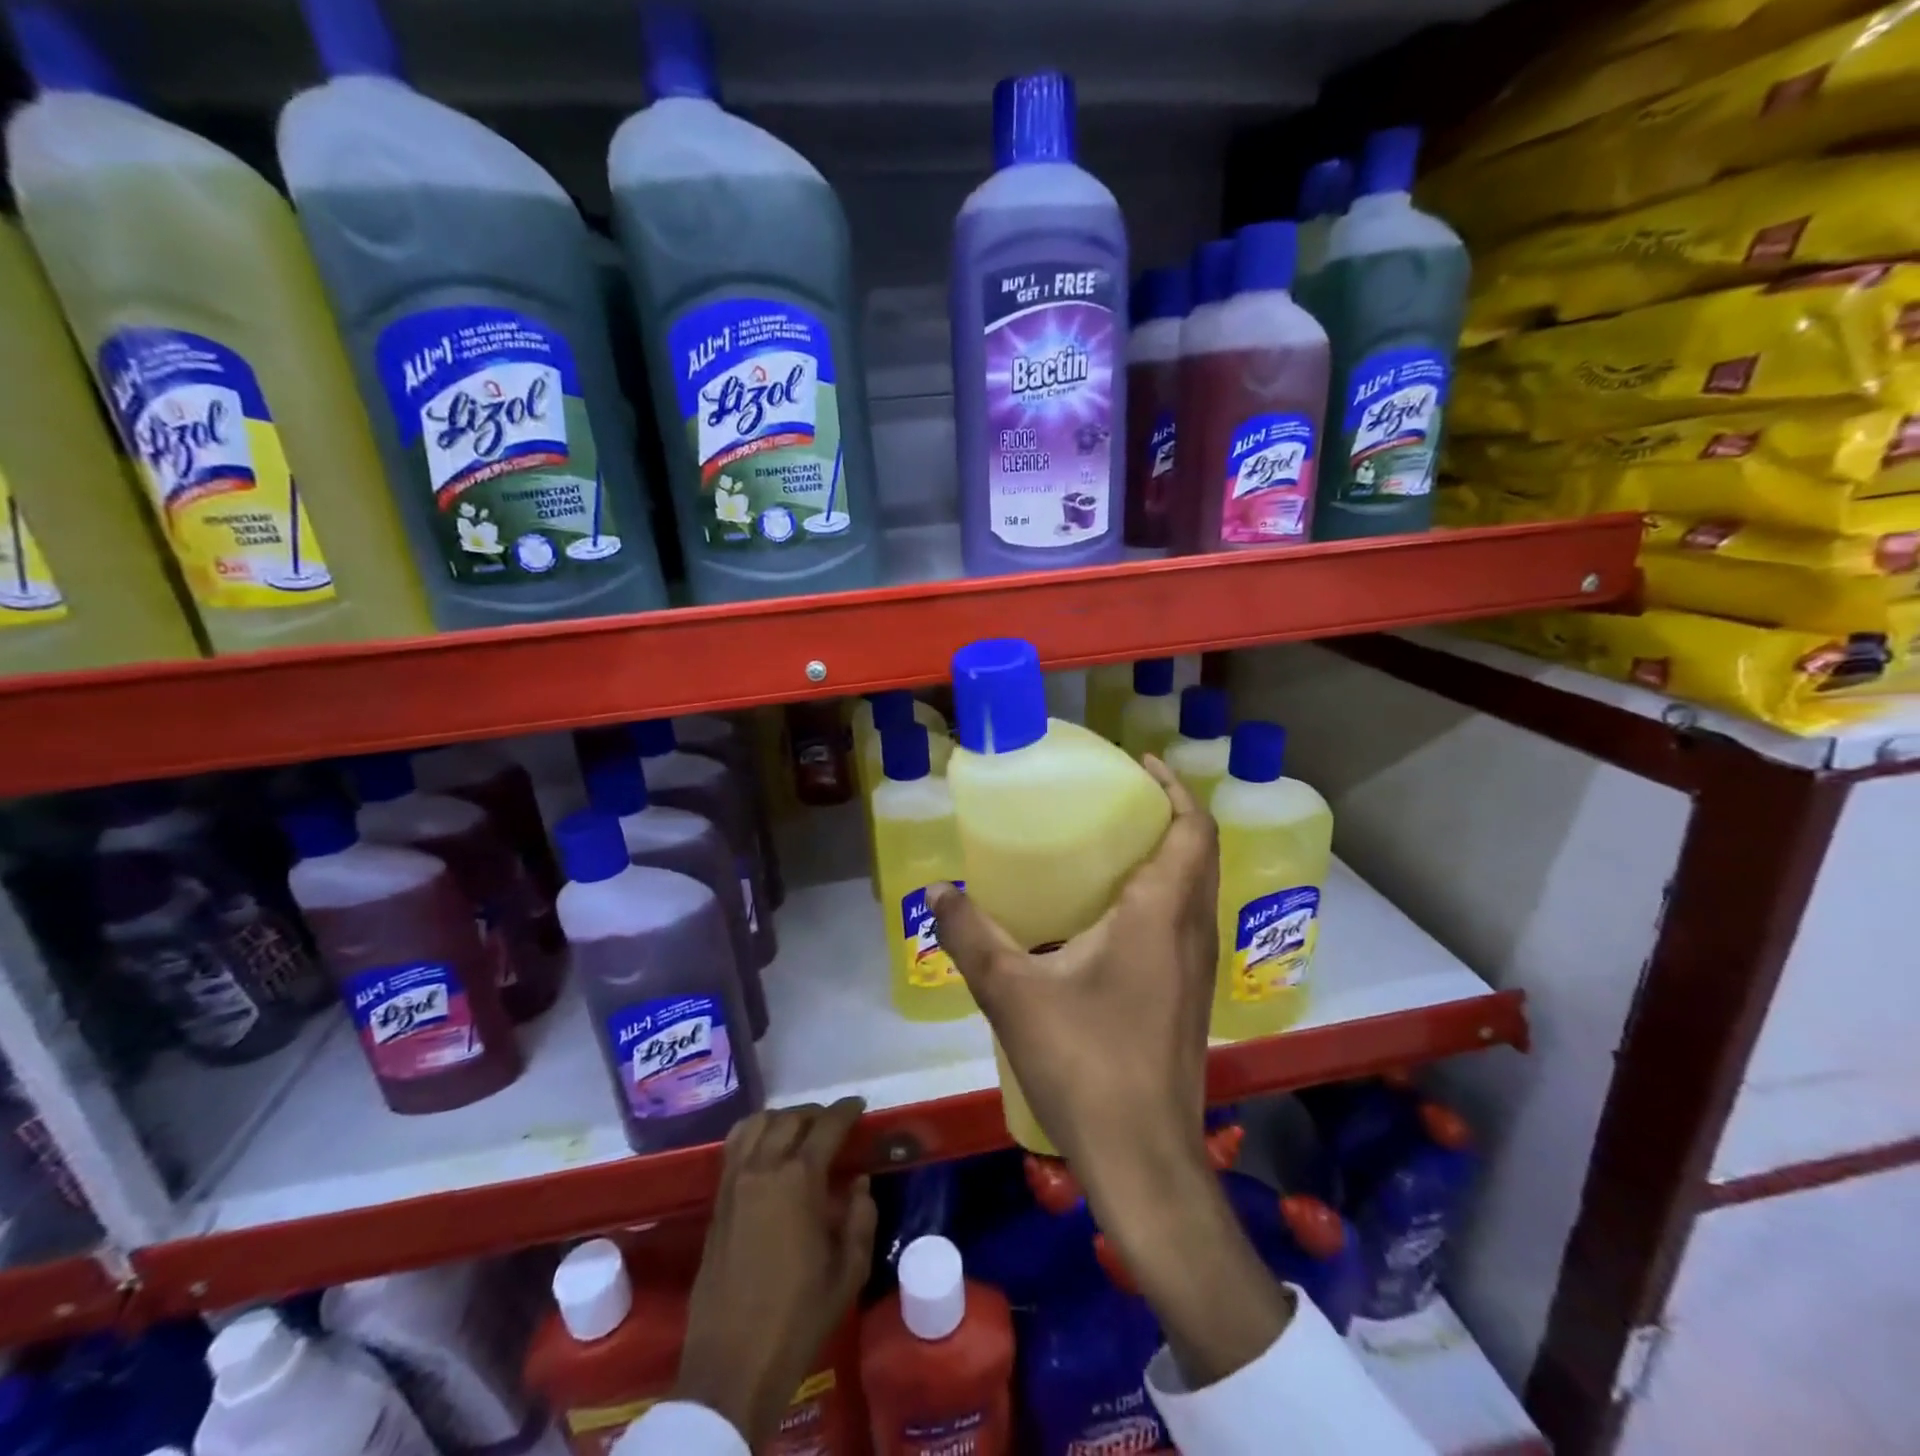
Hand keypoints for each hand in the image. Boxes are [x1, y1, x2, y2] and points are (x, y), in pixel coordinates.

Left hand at [674, 1100, 877, 1446]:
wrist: (733, 1365)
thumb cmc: (799, 1318)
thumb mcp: (848, 1273)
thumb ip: (861, 1219)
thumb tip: (859, 1184)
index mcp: (800, 1180)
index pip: (827, 1126)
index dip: (846, 1111)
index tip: (860, 1106)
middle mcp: (764, 1168)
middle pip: (791, 1118)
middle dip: (816, 1115)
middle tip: (833, 1126)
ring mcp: (735, 1182)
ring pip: (758, 1123)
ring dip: (783, 1119)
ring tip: (799, 1133)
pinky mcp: (717, 1201)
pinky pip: (734, 1146)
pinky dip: (754, 1133)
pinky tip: (766, 1149)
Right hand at [931, 759, 1289, 1386]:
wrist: (1143, 1159)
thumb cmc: (1084, 1063)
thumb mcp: (1012, 993)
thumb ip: (970, 936)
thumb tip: (936, 891)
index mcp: (1161, 914)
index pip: (1193, 830)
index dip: (1175, 789)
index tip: (1143, 764)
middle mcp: (1191, 932)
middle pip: (1200, 852)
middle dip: (1169, 815)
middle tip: (1118, 799)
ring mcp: (1198, 969)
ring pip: (1196, 890)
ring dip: (1169, 855)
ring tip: (1113, 845)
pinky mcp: (1190, 998)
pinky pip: (1185, 922)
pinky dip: (1163, 895)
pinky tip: (1111, 917)